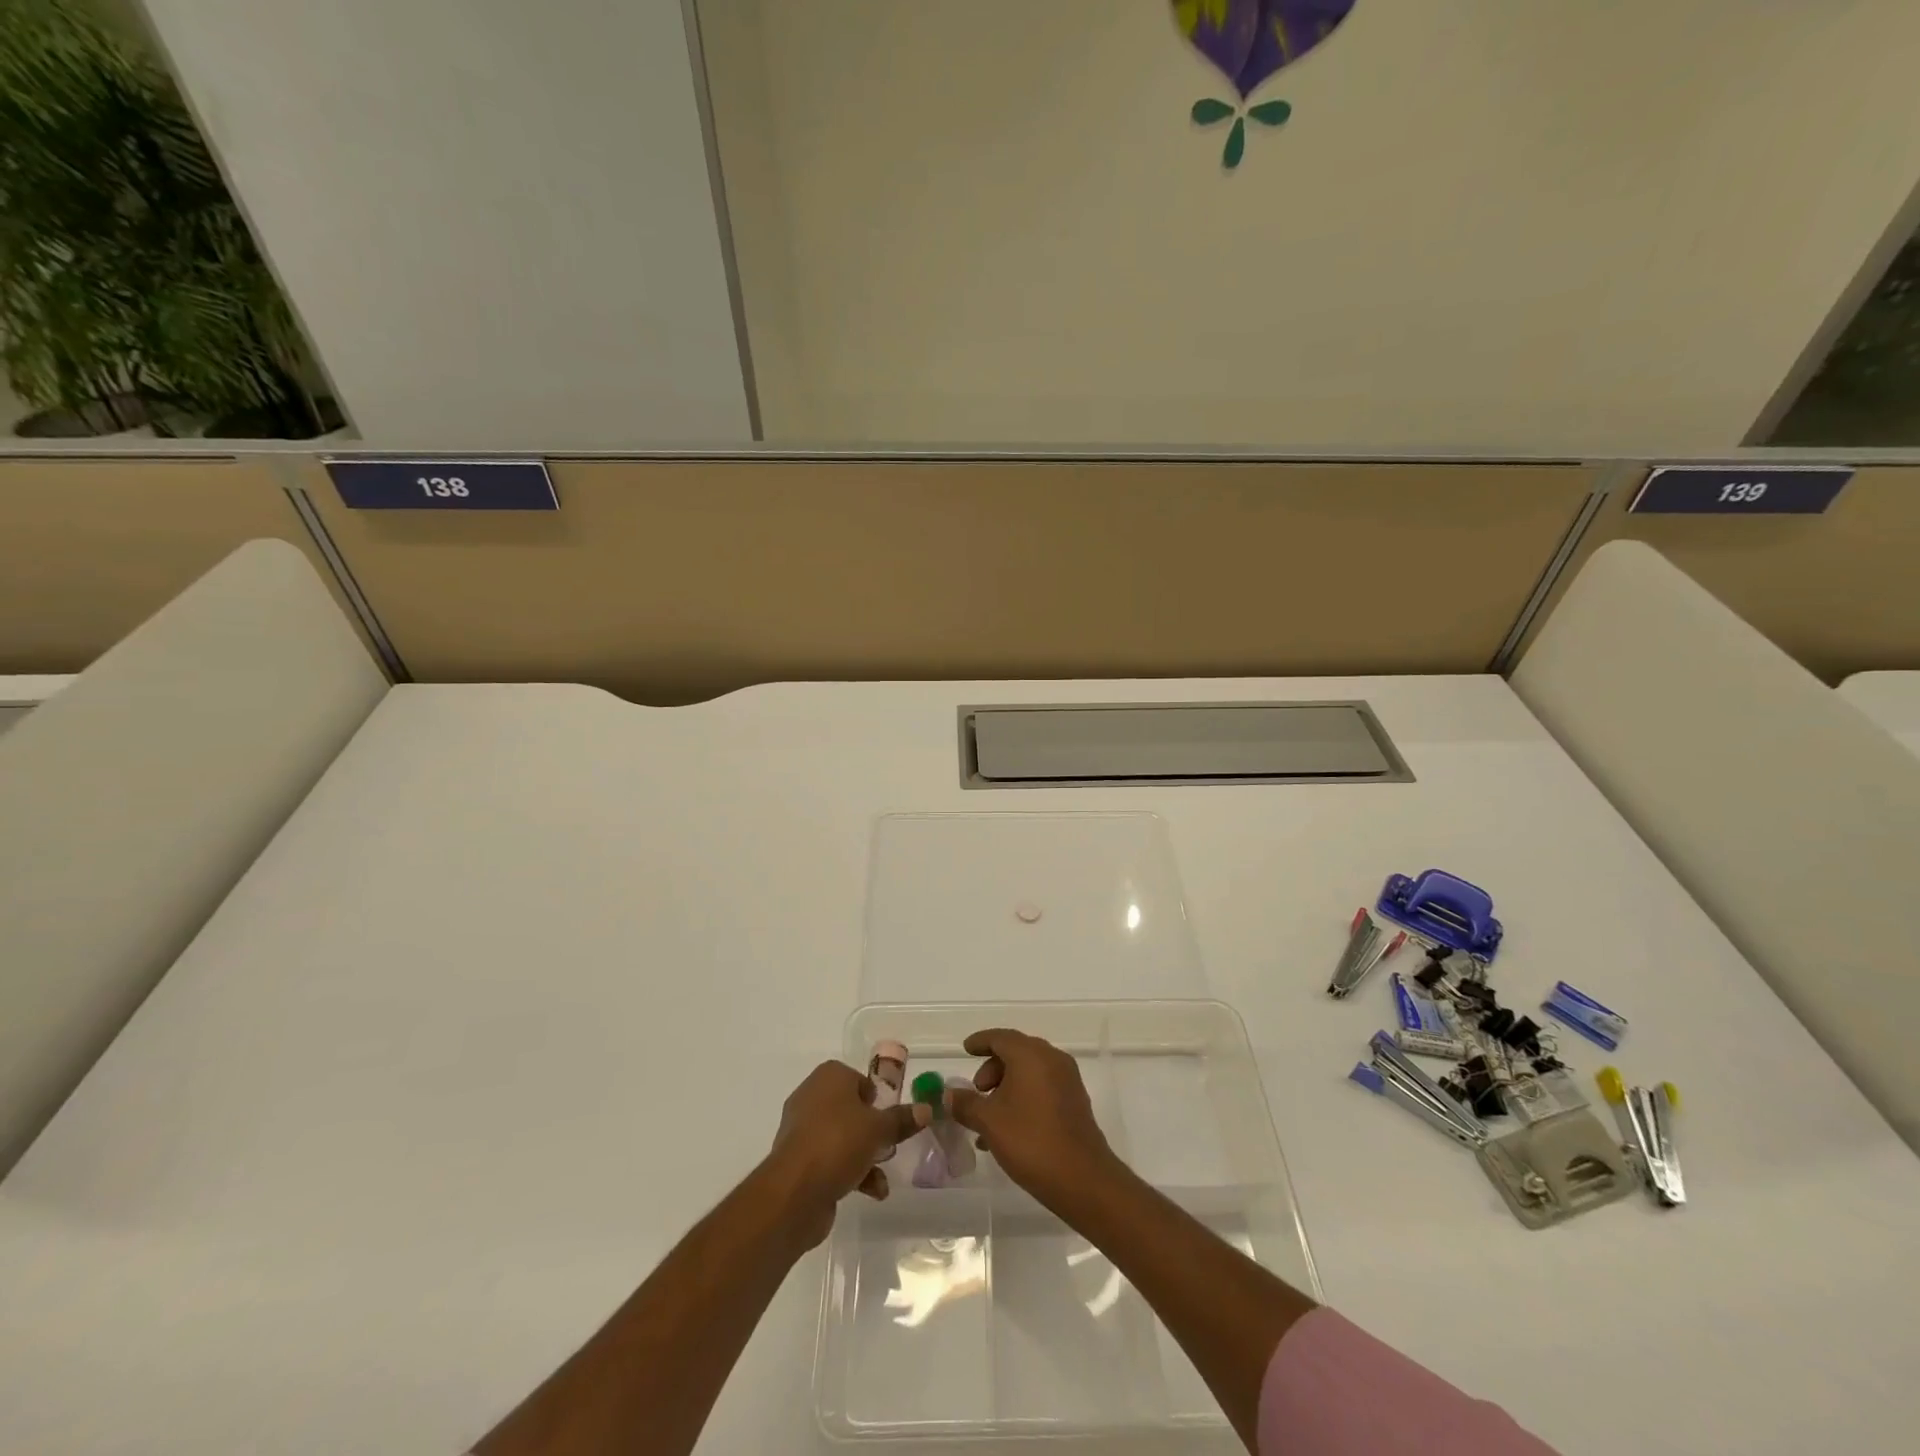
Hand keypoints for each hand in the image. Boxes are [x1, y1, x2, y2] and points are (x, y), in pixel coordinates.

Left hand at [762, 1061, 928, 1249]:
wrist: (794, 1192)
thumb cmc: (838, 1143)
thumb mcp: (878, 1129)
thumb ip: (901, 1119)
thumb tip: (926, 1109)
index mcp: (828, 1077)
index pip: (857, 1078)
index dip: (876, 1096)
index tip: (890, 1115)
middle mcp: (812, 1097)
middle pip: (850, 1109)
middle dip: (872, 1129)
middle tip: (890, 1144)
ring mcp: (802, 1131)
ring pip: (841, 1136)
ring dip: (865, 1154)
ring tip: (883, 1172)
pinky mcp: (798, 1161)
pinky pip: (830, 1159)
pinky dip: (851, 1172)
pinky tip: (873, 1191)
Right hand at [947, 1029, 1121, 1212]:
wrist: (1082, 1179)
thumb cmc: (1031, 1141)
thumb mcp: (989, 1122)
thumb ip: (966, 1103)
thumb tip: (949, 1094)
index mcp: (1031, 1054)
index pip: (1000, 1037)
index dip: (980, 1041)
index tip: (965, 1049)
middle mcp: (1052, 1059)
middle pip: (1016, 1052)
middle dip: (992, 1069)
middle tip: (976, 1092)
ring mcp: (1067, 1080)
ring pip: (1029, 1072)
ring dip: (1006, 1087)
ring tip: (987, 1118)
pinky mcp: (1075, 1101)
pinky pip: (1042, 1088)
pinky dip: (1023, 1097)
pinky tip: (1008, 1129)